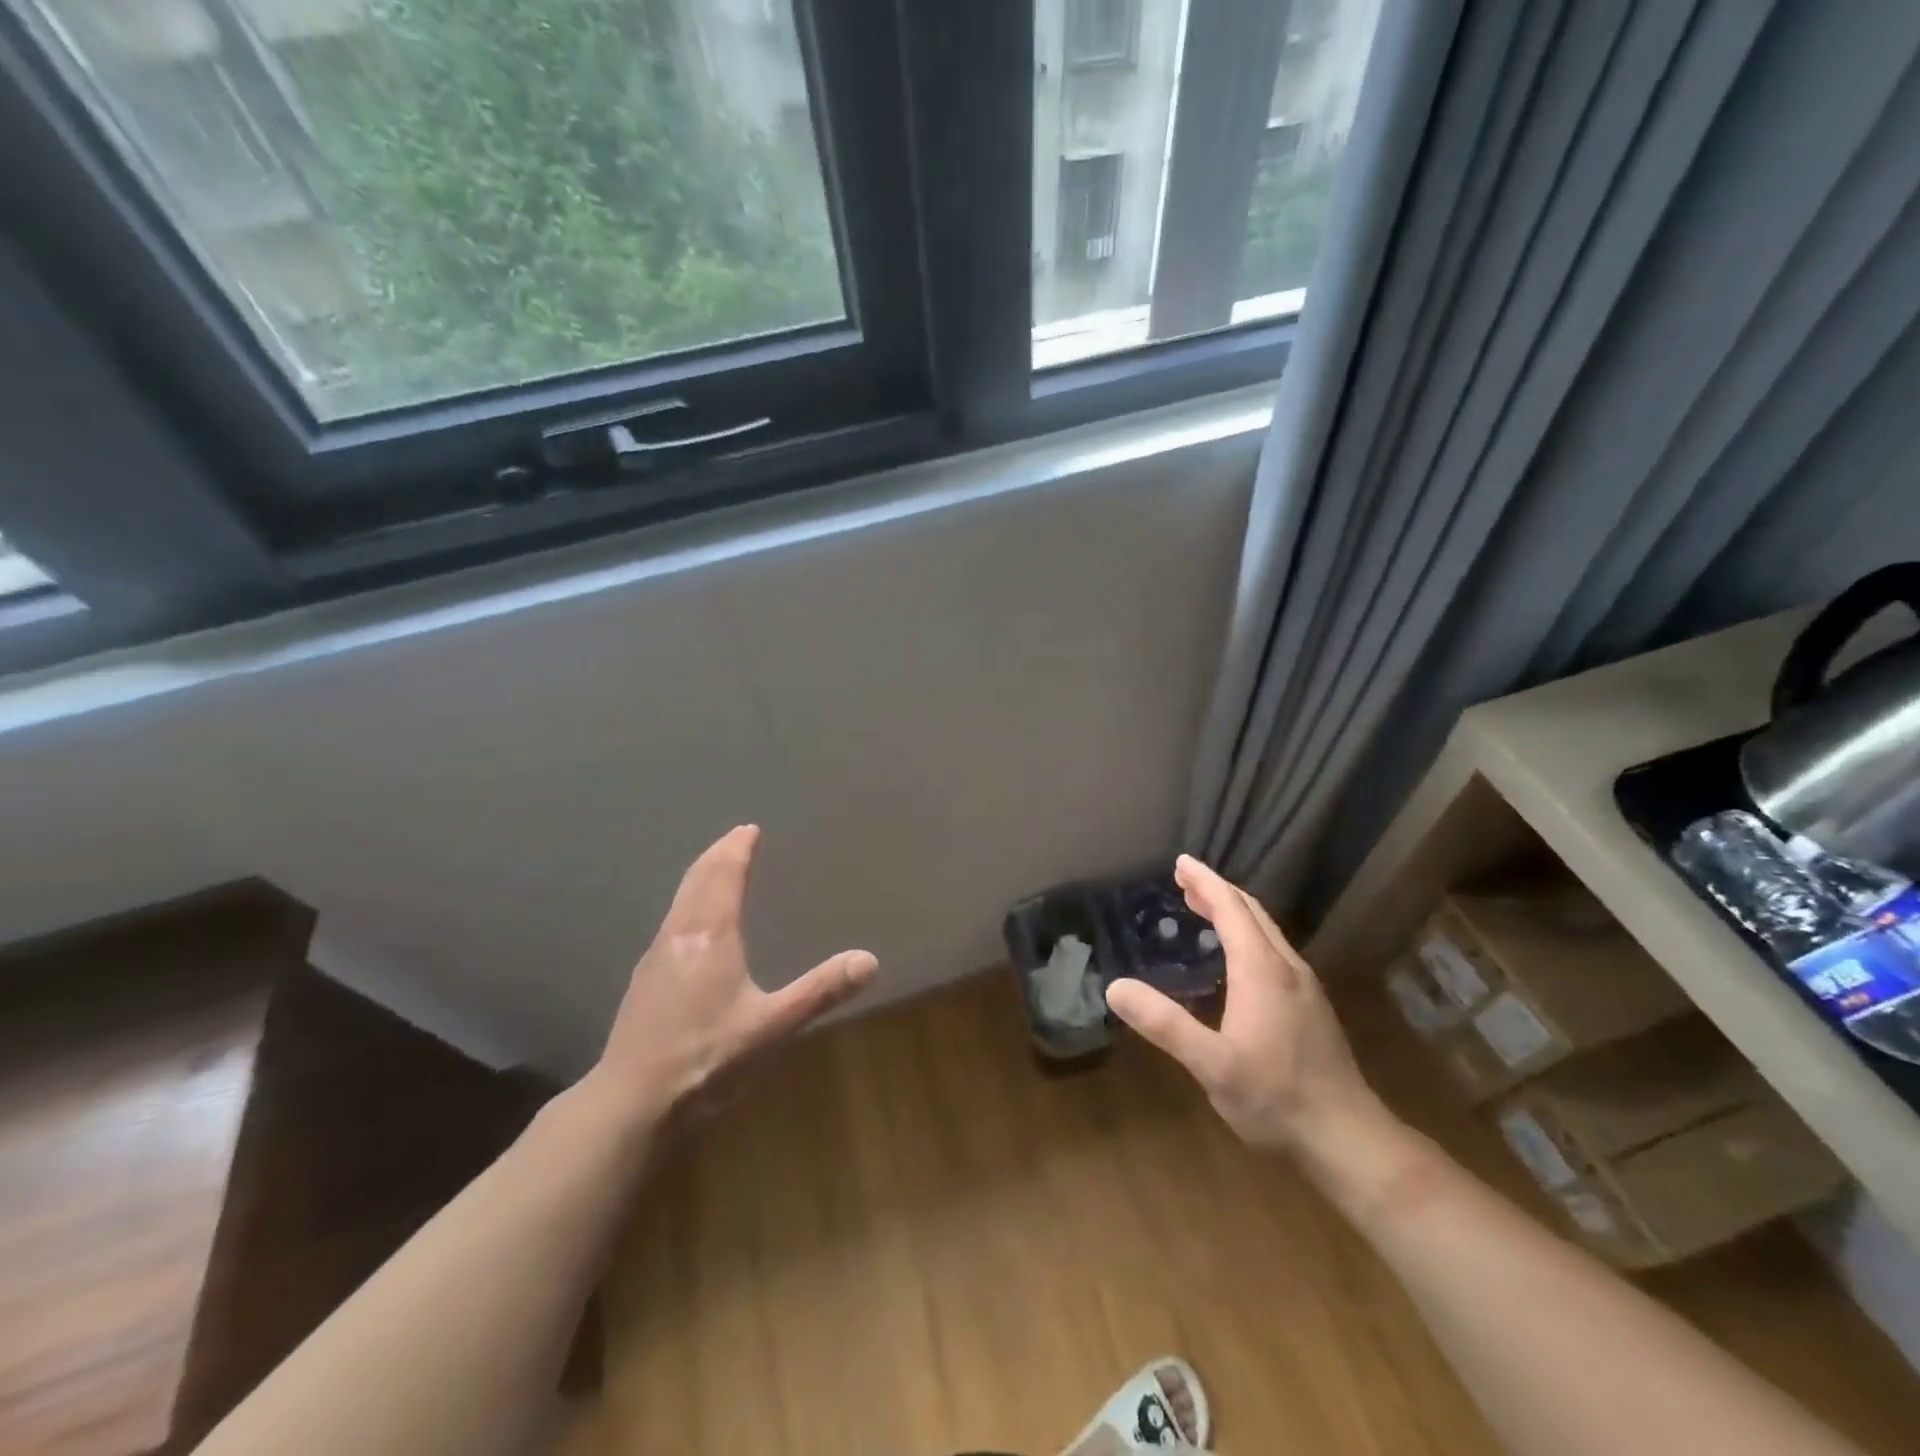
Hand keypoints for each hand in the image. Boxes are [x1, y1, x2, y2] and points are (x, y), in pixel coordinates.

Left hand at [588, 825, 877, 1121]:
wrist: (631, 1103)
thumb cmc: (707, 1059)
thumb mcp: (772, 1027)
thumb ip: (820, 992)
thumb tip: (869, 960)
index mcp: (711, 937)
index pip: (724, 876)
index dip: (737, 850)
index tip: (748, 829)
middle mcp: (679, 936)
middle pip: (698, 880)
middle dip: (717, 855)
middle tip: (734, 837)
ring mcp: (655, 958)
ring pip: (680, 900)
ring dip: (700, 877)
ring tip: (715, 869)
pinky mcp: (644, 981)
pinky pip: (671, 921)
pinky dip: (688, 903)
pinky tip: (691, 925)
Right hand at [1106, 854, 1381, 1151]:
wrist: (1349, 1140)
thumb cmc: (1276, 1098)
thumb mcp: (1211, 1064)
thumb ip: (1164, 1024)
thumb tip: (1116, 987)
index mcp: (1262, 970)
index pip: (1231, 909)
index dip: (1205, 882)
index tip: (1181, 862)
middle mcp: (1287, 968)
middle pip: (1252, 913)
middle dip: (1217, 891)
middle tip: (1185, 880)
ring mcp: (1305, 988)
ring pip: (1267, 932)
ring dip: (1234, 912)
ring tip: (1204, 908)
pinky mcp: (1311, 1008)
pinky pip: (1274, 951)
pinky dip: (1248, 935)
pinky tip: (1237, 959)